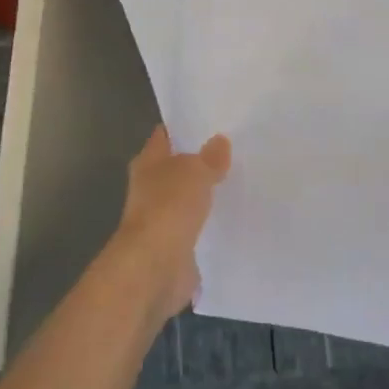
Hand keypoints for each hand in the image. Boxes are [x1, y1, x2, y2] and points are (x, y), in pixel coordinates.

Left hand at [110, 126, 230, 319]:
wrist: (155, 268)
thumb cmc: (168, 208)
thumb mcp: (195, 172)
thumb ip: (209, 157)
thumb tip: (219, 141)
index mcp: (148, 163)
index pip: (166, 136)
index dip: (184, 127)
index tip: (212, 121)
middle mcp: (151, 189)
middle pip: (178, 168)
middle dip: (201, 161)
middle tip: (235, 151)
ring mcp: (162, 219)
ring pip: (189, 199)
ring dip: (207, 195)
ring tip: (240, 182)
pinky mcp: (176, 246)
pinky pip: (198, 228)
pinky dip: (211, 225)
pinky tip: (235, 217)